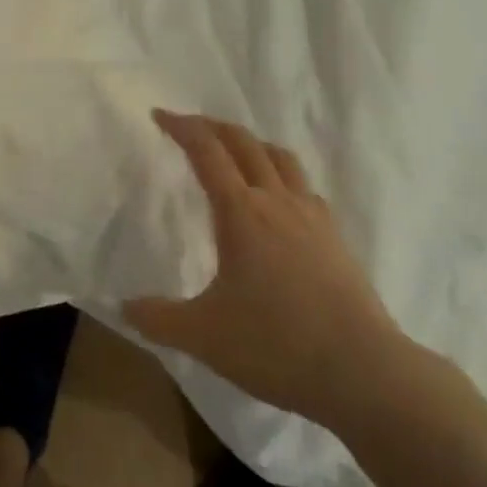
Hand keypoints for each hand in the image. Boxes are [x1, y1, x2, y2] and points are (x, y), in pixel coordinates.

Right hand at [124, 112, 404, 424]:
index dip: (182, 128)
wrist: (363, 371)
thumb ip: (158, 319)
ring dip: (251, 143)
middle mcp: (276, 200)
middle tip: (190, 126)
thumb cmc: (276, 345)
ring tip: (235, 152)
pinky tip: (279, 199)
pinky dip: (282, 174)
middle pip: (244, 142)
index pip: (207, 152)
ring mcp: (311, 215)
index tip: (160, 115)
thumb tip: (123, 307)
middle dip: (213, 126)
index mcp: (241, 212)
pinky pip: (303, 186)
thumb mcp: (204, 336)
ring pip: (279, 157)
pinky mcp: (334, 236)